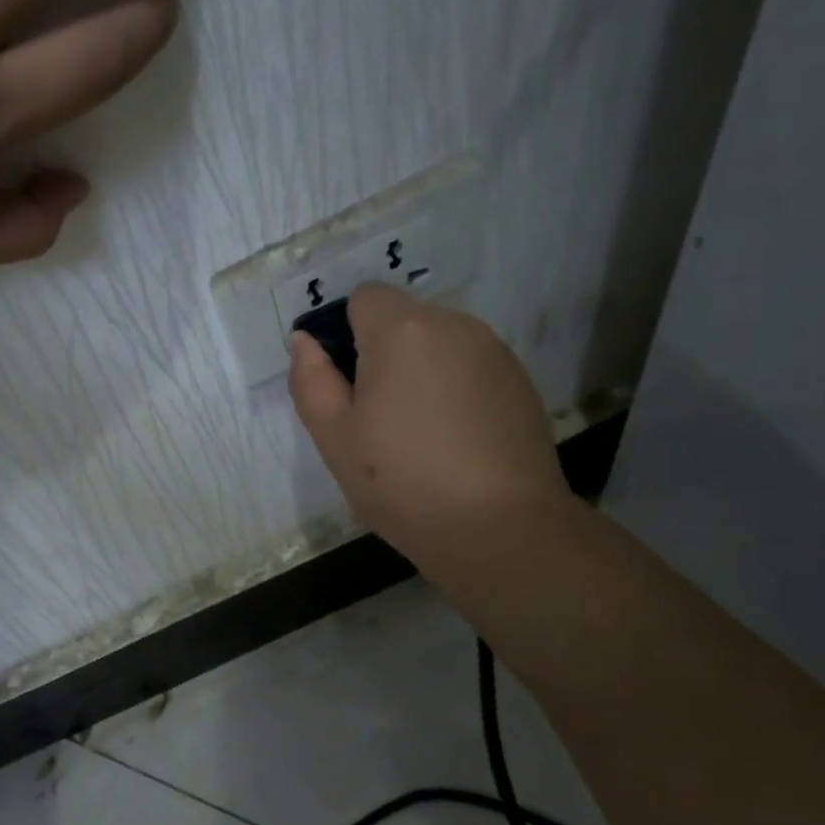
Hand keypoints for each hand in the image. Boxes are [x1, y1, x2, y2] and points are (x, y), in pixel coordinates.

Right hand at [288, 283, 572, 569]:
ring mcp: (493, 351)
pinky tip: (456, 438)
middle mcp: (453, 325)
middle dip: (384, 353)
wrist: (500, 528)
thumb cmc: (402, 481)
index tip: (348, 383)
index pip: (364, 296)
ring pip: (437, 343)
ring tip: (420, 432)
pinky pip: (469, 365)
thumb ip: (310, 380)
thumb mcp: (334, 437)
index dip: (347, 333)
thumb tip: (305, 341)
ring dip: (420, 370)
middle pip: (403, 319)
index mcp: (402, 331)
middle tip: (379, 417)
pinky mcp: (520, 379)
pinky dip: (454, 387)